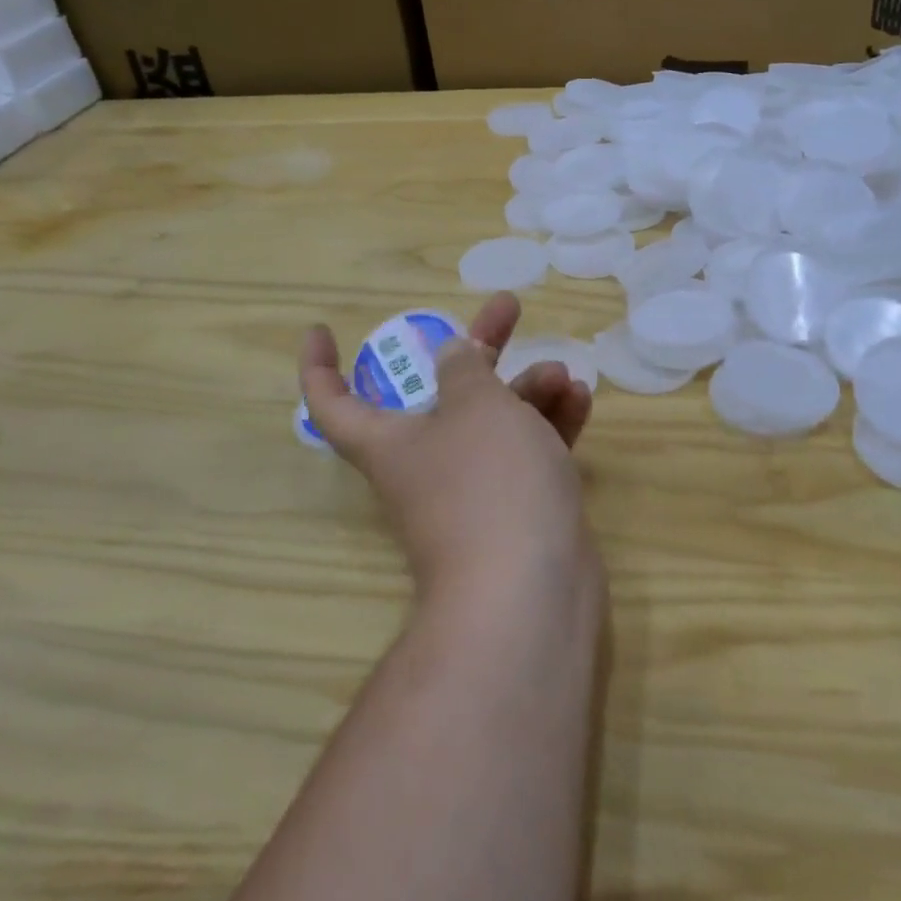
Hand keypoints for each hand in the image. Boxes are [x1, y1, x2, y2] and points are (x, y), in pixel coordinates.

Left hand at [300, 293, 597, 605]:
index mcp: (392, 442)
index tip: (322, 329)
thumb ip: (465, 369)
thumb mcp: (476, 407)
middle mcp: (427, 464)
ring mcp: (475, 491)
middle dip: (478, 348)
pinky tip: (579, 400)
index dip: (320, 366)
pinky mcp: (518, 510)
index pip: (334, 403)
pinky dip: (549, 426)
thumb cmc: (489, 483)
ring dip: (527, 391)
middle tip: (509, 309)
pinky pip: (528, 455)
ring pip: (495, 424)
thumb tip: (450, 355)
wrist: (530, 591)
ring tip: (562, 372)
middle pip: (445, 394)